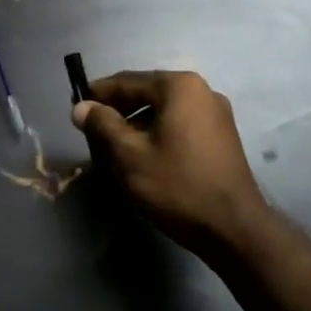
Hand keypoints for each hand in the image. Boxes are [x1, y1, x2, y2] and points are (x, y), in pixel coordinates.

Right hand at [72, 70, 267, 253]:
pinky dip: (159, 132)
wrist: (234, 229)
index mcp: (179, 86)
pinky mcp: (223, 136)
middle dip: (119, 109)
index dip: (99, 93)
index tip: (76, 105)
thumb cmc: (177, 186)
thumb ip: (103, 125)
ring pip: (165, 110)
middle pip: (148, 92)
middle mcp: (202, 90)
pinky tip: (144, 154)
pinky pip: (181, 123)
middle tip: (92, 128)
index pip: (128, 81)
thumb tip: (80, 107)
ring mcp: (217, 113)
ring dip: (138, 122)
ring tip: (114, 145)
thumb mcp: (130, 155)